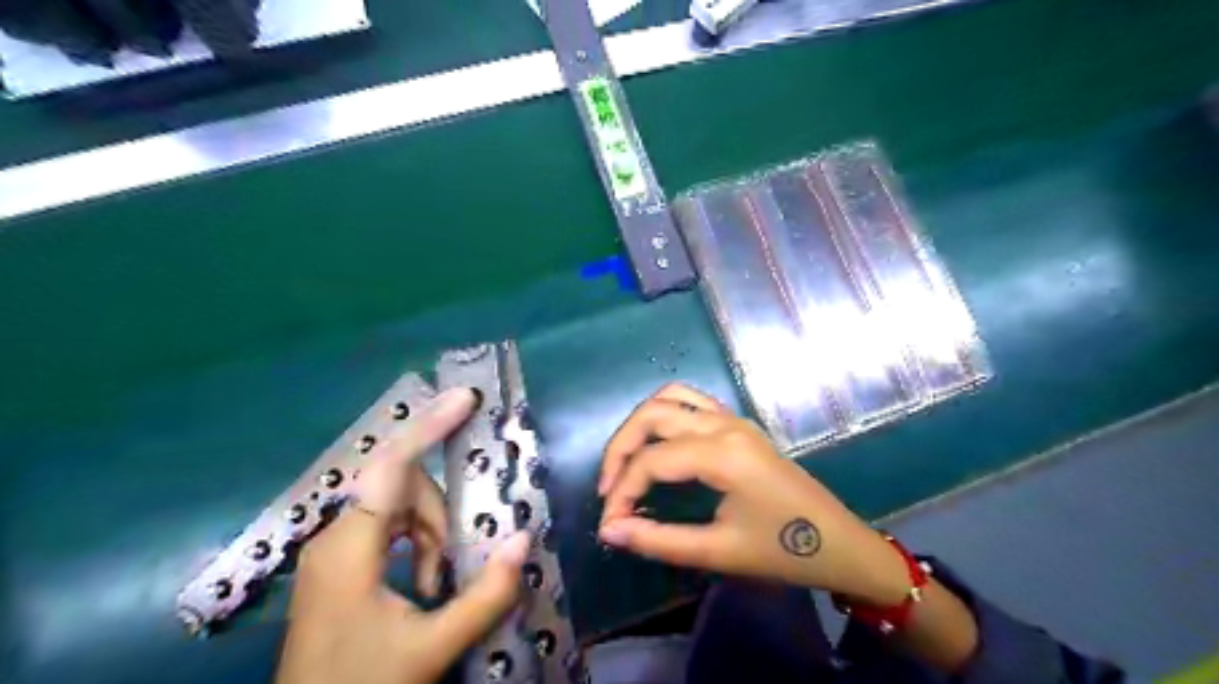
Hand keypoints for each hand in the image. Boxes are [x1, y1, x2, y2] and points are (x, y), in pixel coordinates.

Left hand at [279, 387, 532, 683]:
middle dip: (438, 514)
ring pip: (395, 507)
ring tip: (438, 582)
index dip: (430, 426)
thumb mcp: (431, 647)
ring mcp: (333, 550)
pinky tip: (423, 580)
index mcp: (350, 547)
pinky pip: (385, 527)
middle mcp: (335, 536)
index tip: (466, 398)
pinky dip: (414, 541)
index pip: (391, 465)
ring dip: (428, 532)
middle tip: (455, 562)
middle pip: (400, 488)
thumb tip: (523, 539)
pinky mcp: (338, 564)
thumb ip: (485, 594)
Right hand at [596, 384, 909, 602]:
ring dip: (639, 424)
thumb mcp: (719, 552)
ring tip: (626, 462)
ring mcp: (734, 419)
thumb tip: (610, 530)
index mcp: (723, 454)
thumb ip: (659, 539)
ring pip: (670, 398)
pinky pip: (692, 401)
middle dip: (620, 448)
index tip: (609, 524)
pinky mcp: (739, 424)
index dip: (621, 491)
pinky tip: (658, 443)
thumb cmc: (784, 552)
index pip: (651, 461)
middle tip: (608, 487)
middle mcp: (725, 425)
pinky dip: (665, 414)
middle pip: (652, 415)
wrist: (841, 544)